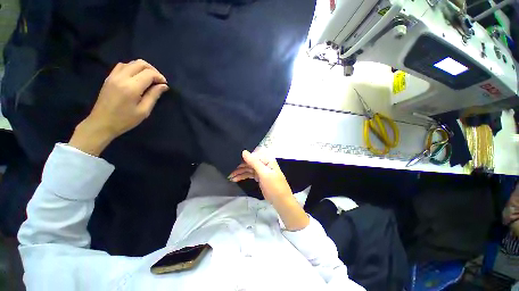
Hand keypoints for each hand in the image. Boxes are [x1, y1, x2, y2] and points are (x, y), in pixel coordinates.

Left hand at [69, 60, 168, 155]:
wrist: (101, 123)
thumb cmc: (125, 120)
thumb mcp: (144, 111)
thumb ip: (154, 96)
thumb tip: (163, 86)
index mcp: (131, 87)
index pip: (149, 73)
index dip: (160, 77)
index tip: (164, 85)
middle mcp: (122, 77)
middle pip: (140, 63)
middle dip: (153, 70)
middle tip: (158, 80)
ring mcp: (113, 76)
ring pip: (131, 63)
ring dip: (143, 68)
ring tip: (149, 79)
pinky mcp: (109, 77)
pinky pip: (122, 66)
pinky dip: (132, 68)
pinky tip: (136, 78)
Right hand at [229, 150, 292, 203]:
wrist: (280, 201)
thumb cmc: (274, 185)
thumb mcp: (264, 173)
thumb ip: (254, 162)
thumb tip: (244, 151)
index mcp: (267, 159)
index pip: (253, 154)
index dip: (243, 156)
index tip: (233, 158)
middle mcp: (263, 163)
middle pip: (249, 161)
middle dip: (239, 165)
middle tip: (229, 169)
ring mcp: (261, 170)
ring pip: (248, 168)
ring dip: (239, 171)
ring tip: (230, 176)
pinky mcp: (258, 177)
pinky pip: (249, 174)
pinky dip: (243, 176)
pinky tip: (235, 179)